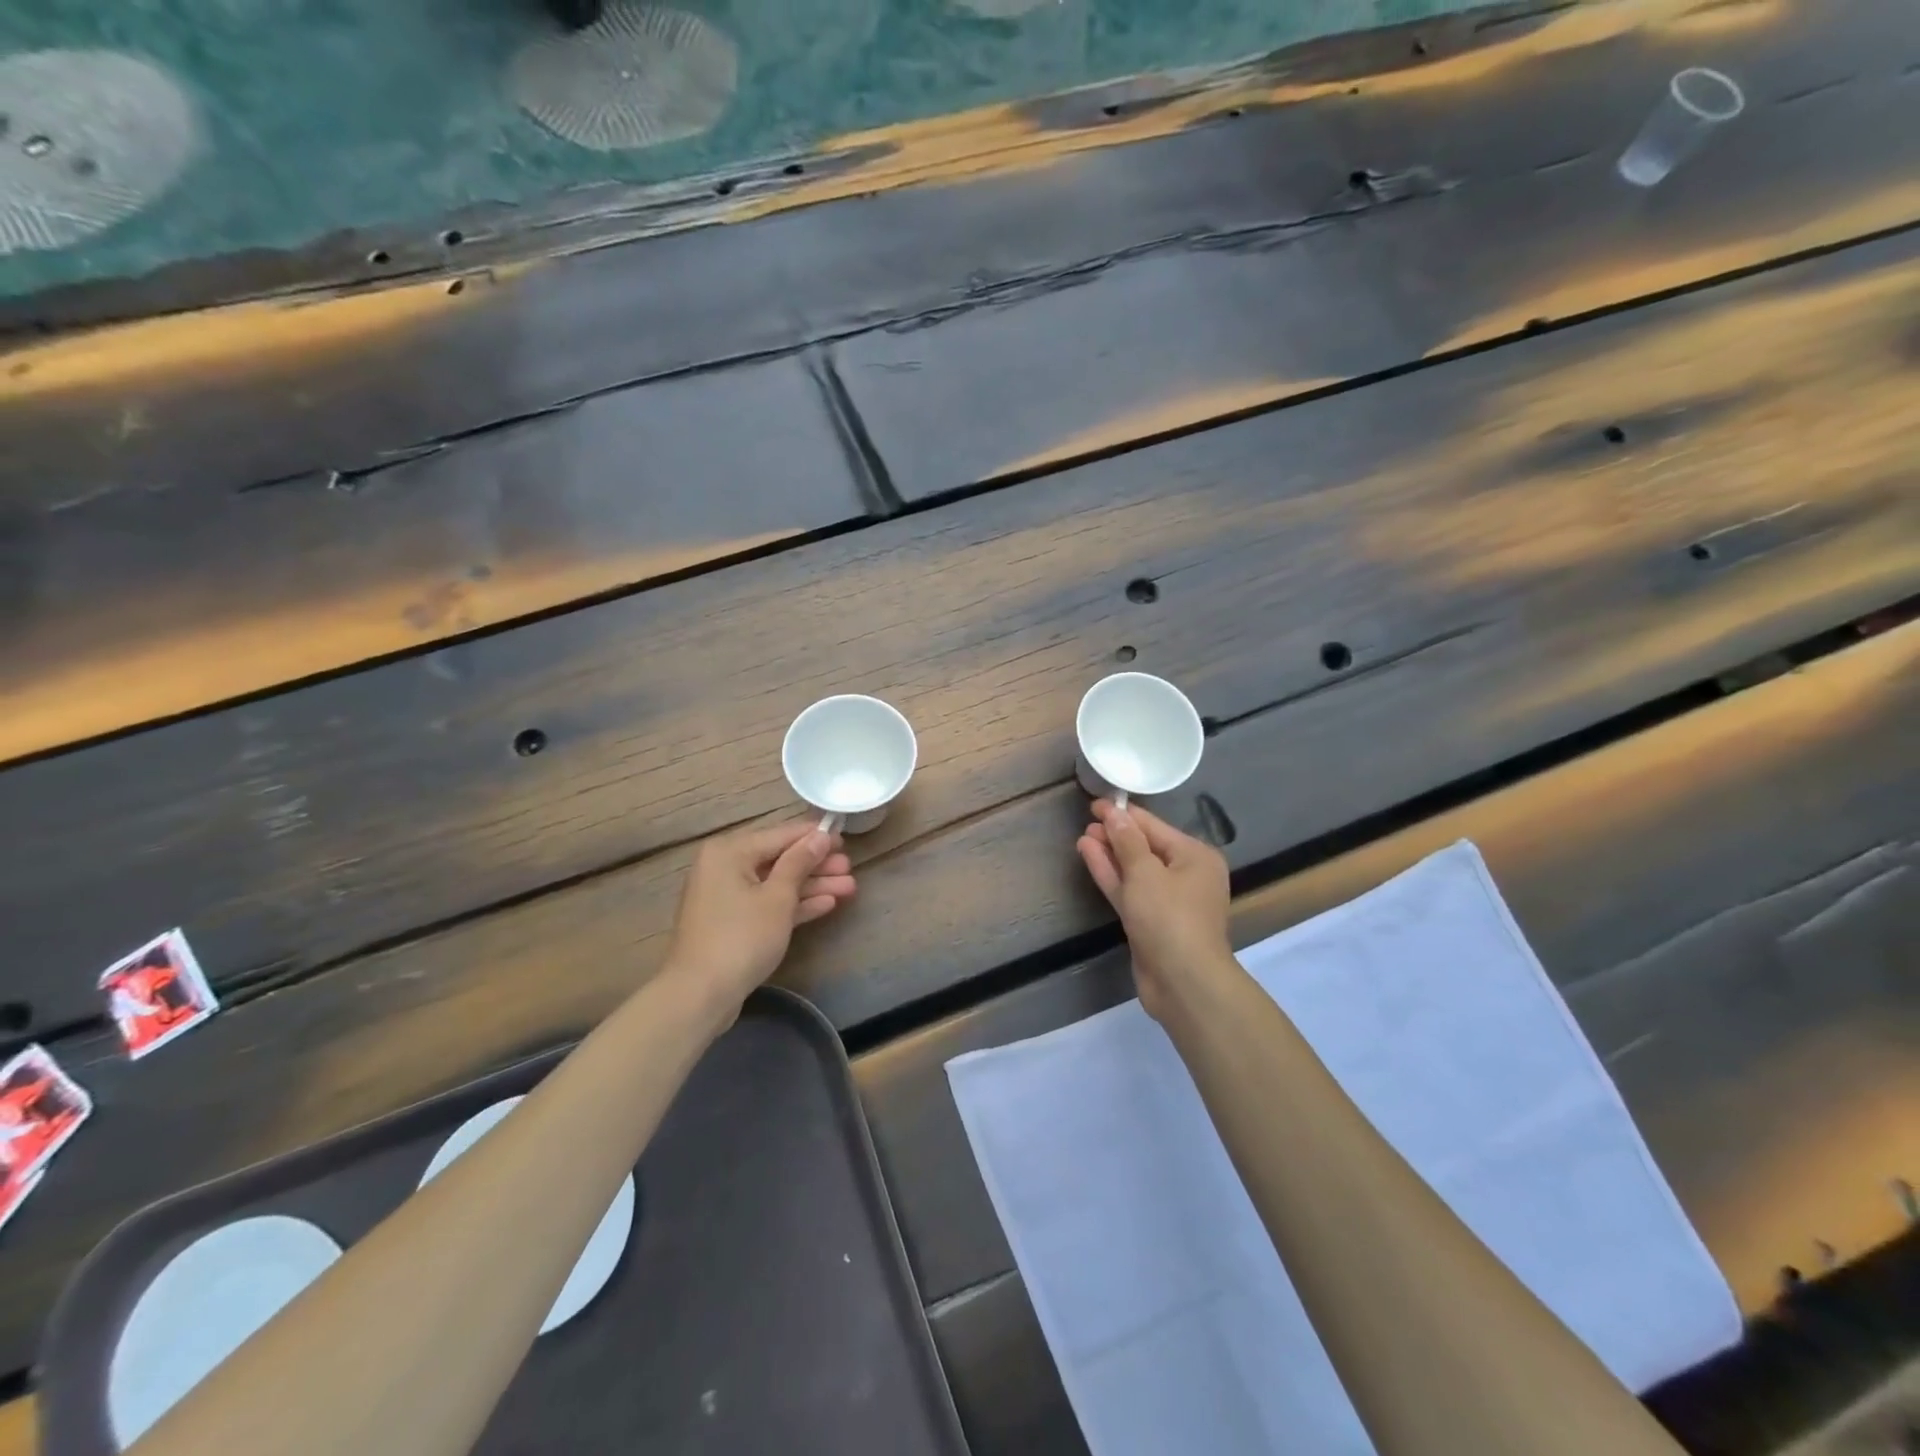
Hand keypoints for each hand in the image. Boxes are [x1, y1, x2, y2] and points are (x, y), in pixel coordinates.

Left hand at [665, 821, 856, 1012]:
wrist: (700, 995)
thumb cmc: (742, 938)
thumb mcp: (778, 897)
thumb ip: (800, 862)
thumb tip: (820, 835)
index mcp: (730, 851)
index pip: (781, 834)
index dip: (814, 836)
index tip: (844, 837)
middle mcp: (724, 866)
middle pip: (779, 859)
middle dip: (816, 865)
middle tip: (849, 867)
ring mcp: (727, 896)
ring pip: (776, 883)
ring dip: (812, 885)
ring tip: (849, 887)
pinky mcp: (732, 922)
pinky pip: (767, 903)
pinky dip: (794, 904)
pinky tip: (827, 904)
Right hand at [1077, 800, 1231, 1020]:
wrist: (1183, 982)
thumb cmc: (1169, 917)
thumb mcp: (1145, 872)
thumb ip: (1126, 840)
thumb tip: (1114, 814)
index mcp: (1195, 856)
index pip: (1154, 826)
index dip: (1124, 813)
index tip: (1096, 803)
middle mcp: (1186, 875)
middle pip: (1145, 847)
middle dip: (1116, 834)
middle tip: (1087, 820)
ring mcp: (1168, 901)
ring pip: (1134, 870)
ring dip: (1110, 854)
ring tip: (1083, 836)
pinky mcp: (1150, 921)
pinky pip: (1129, 890)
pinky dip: (1111, 875)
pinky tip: (1089, 856)